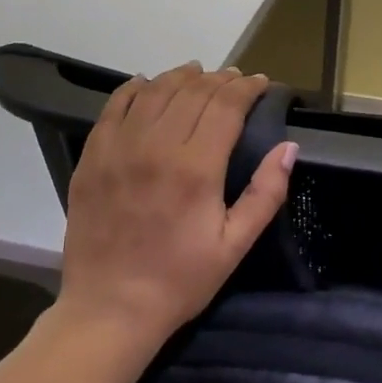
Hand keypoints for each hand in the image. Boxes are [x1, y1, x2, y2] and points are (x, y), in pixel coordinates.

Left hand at [57, 63, 296, 354]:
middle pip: (193, 93)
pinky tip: (148, 84)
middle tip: (236, 79)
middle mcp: (156, 147)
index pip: (226, 106)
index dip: (246, 88)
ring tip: (198, 73)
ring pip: (155, 92)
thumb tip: (289, 147)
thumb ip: (265, 193)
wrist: (109, 309)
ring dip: (181, 77)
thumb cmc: (180, 280)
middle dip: (220, 79)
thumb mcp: (235, 245)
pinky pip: (114, 108)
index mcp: (195, 168)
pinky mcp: (92, 158)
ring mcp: (118, 149)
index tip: (261, 83)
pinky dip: (135, 89)